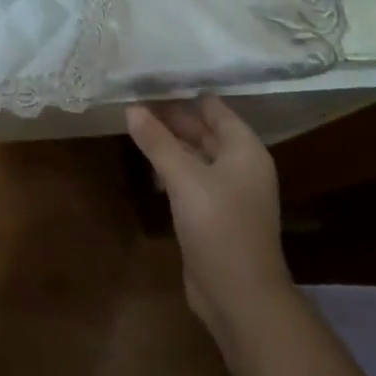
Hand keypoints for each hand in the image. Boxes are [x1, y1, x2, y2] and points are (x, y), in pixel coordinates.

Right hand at [127, 96, 292, 343]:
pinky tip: (149, 166)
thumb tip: (131, 108)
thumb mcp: (184, 179)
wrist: (240, 296)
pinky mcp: (215, 214)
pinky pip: (192, 179)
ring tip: (134, 126)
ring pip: (196, 155)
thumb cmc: (218, 227)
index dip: (184, 94)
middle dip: (172, 117)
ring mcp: (229, 192)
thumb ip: (157, 142)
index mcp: (244, 150)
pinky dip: (172, 168)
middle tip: (133, 101)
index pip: (214, 108)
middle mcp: (240, 165)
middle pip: (204, 131)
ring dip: (170, 143)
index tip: (150, 80)